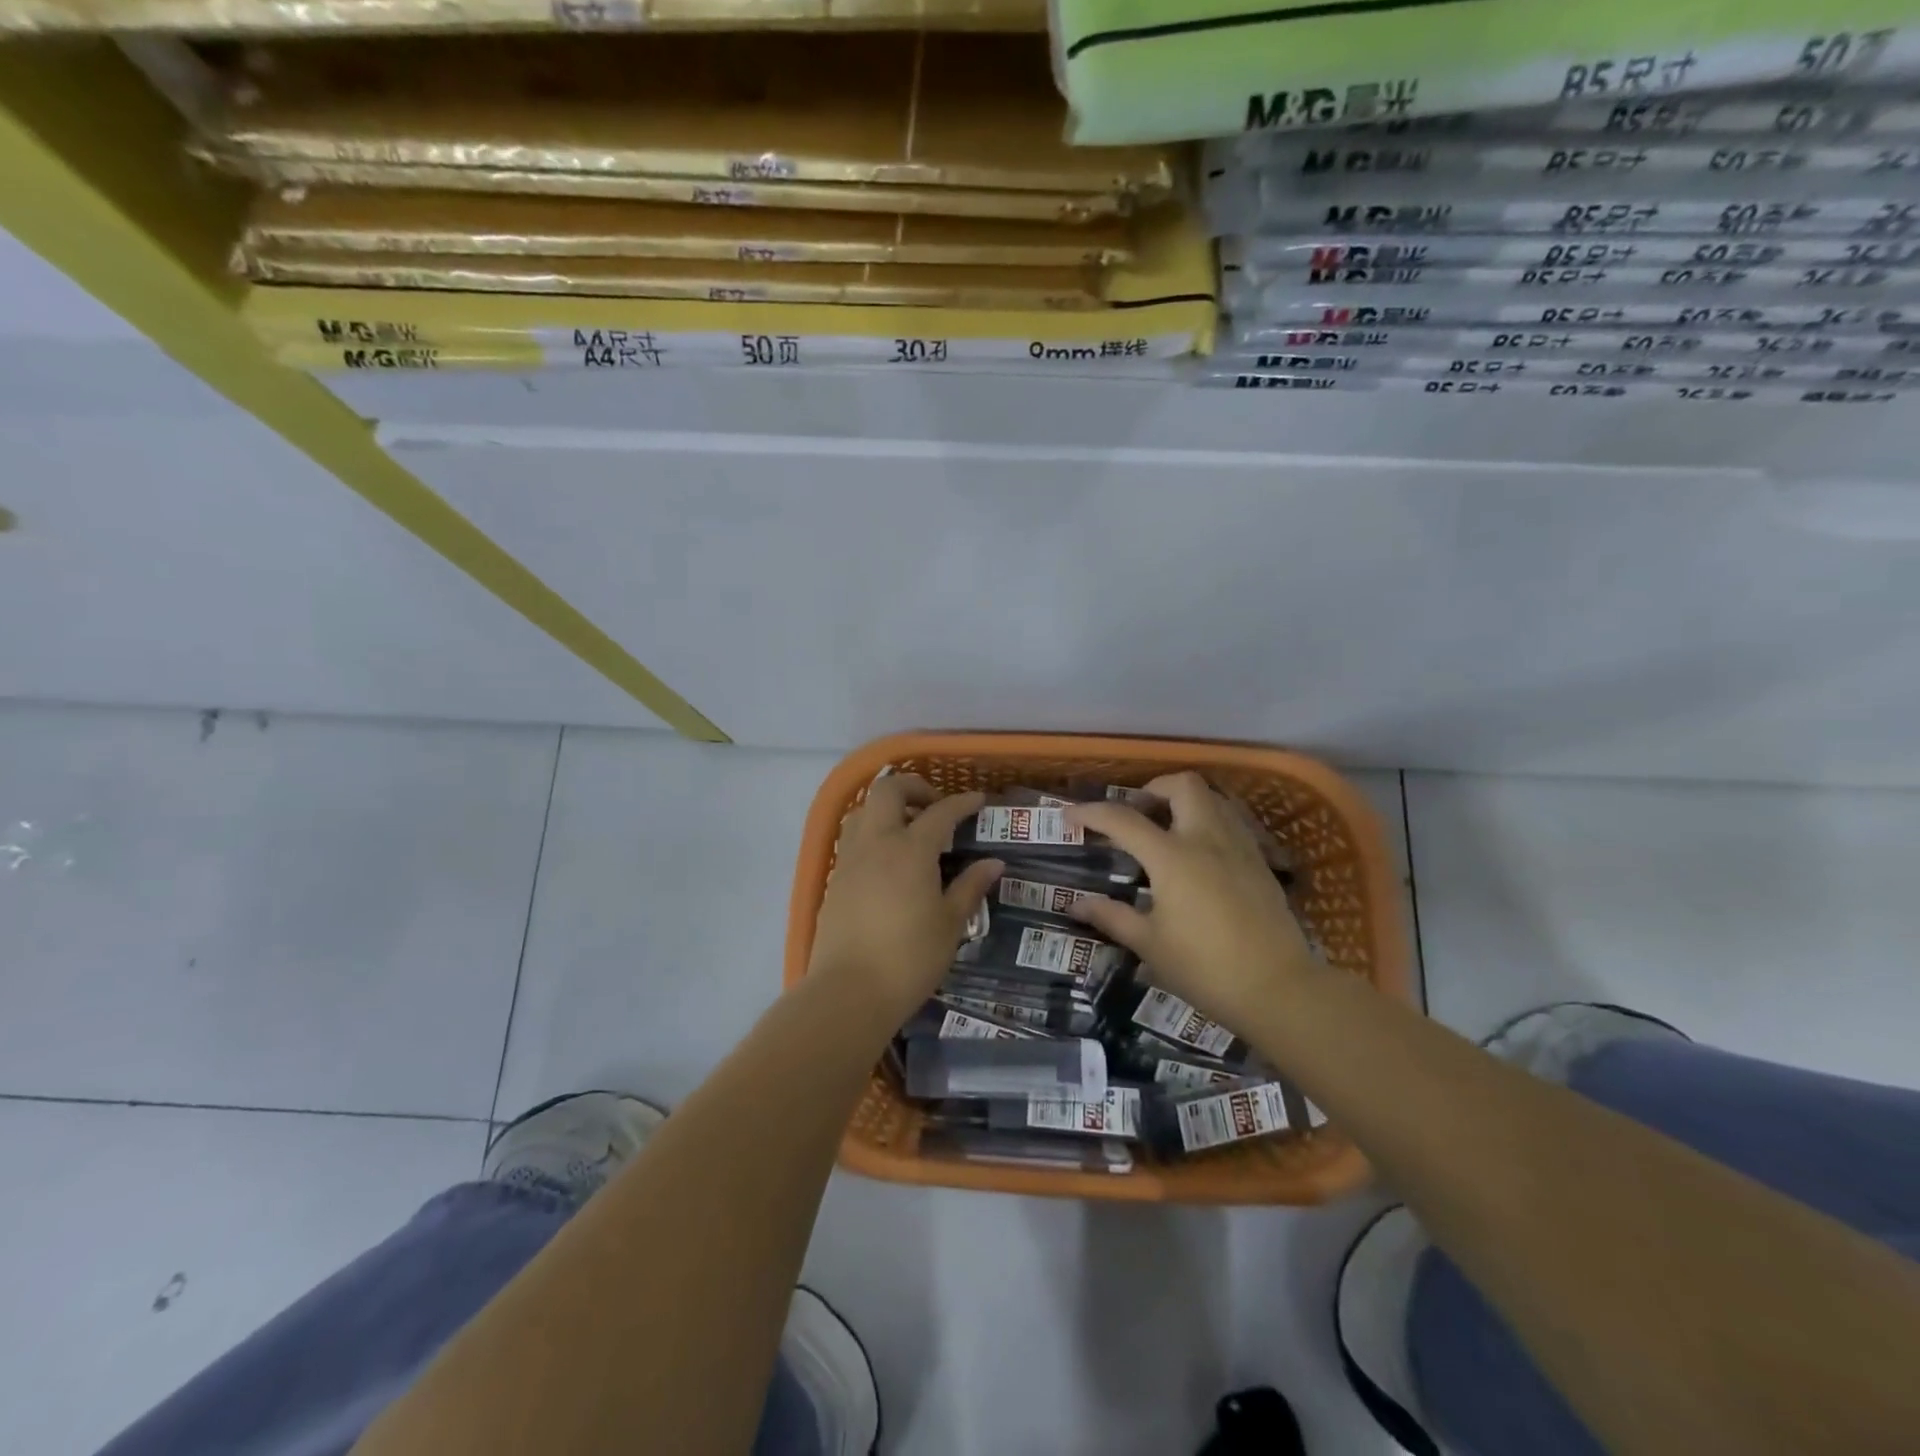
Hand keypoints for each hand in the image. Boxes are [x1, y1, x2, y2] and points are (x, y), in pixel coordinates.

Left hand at [806, 774, 1002, 1024]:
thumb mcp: (950, 924)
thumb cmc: (909, 958)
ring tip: (908, 829)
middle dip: (913, 787)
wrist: (848, 991)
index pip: (940, 812)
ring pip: (862, 810)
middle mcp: (876, 842)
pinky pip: (852, 838)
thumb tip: (993, 863)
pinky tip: (886, 859)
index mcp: (911, 850)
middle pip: (888, 790)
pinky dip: (871, 832)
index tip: (979, 800)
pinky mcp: (834, 879)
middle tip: (934, 806)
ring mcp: (850, 859)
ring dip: (886, 807)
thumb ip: (970, 887)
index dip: (962, 802)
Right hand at [1066, 772, 1321, 1035]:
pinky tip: (1201, 851)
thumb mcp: (1150, 945)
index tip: (1071, 814)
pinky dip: (1209, 820)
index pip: (1124, 820)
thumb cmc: (1205, 968)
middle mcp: (1206, 838)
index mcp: (1172, 857)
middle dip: (1154, 788)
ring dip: (1185, 801)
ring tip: (1168, 827)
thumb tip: (1076, 904)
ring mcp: (1239, 846)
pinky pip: (1232, 821)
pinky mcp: (1260, 861)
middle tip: (1137, 812)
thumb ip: (1112, 917)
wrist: (1279, 988)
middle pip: (1182, 785)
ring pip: (1213, 798)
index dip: (1092, 812)